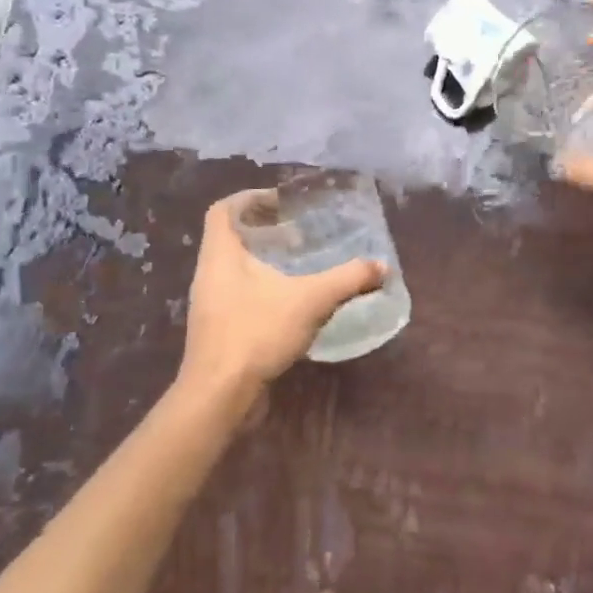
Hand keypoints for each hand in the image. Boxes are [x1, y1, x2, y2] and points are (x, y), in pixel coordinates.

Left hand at [180, 192, 385, 395]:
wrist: (221, 394)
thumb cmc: (257, 332)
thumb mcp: (311, 299)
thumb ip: (348, 279)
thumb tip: (382, 266)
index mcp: (220, 255)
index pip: (223, 210)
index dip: (250, 198)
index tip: (282, 201)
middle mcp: (209, 274)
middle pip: (230, 237)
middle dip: (264, 230)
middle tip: (299, 231)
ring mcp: (211, 305)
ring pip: (235, 269)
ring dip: (264, 261)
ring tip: (300, 264)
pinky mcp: (219, 330)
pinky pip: (240, 296)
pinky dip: (264, 290)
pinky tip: (292, 302)